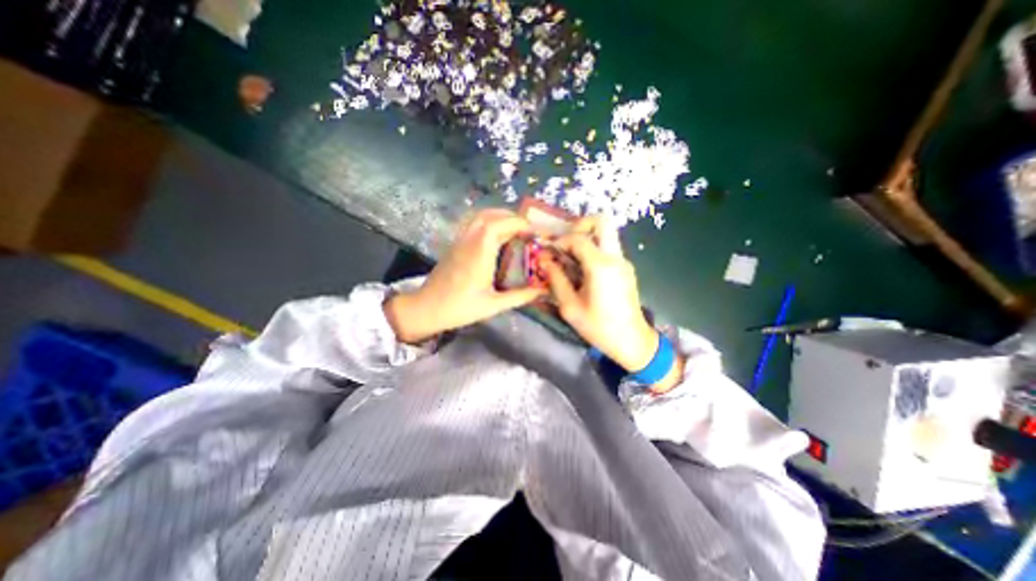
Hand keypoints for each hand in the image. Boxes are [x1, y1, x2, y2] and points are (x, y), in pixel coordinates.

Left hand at [379, 209, 541, 342]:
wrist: (426, 309)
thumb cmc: (459, 308)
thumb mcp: (493, 305)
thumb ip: (519, 297)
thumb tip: (542, 291)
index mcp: (479, 254)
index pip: (498, 224)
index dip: (518, 223)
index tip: (534, 231)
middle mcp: (468, 242)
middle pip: (489, 215)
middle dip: (511, 217)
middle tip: (528, 230)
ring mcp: (459, 241)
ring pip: (479, 217)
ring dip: (499, 217)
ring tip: (515, 230)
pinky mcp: (455, 245)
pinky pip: (473, 224)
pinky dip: (488, 223)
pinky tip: (497, 237)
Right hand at [544, 219, 685, 394]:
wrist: (632, 341)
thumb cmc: (599, 327)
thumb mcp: (570, 307)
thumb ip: (556, 280)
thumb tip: (544, 260)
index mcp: (600, 266)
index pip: (578, 238)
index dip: (560, 241)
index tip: (549, 251)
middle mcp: (615, 258)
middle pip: (602, 222)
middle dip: (580, 225)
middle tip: (566, 243)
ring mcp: (624, 262)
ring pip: (606, 234)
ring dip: (586, 239)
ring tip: (569, 258)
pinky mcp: (626, 269)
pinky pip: (608, 249)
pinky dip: (593, 250)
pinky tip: (582, 270)